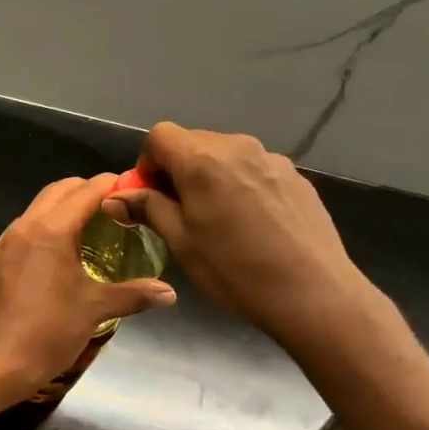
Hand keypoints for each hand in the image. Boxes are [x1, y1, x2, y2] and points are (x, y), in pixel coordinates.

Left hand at [0, 174, 175, 397]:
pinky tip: (47, 264)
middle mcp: (21, 228)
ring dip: (57, 214)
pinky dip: (36, 238)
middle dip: (83, 192)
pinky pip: (15, 239)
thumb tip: (169, 293)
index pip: (85, 191)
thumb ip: (134, 294)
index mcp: (50, 230)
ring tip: (81, 234)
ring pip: (32, 214)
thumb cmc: (50, 331)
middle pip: (55, 193)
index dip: (109, 185)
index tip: (128, 190)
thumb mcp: (95, 309)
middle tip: (108, 208)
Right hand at [103, 124, 380, 351]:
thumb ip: (148, 208)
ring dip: (209, 176)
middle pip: (193, 142)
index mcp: (202, 161)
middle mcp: (238, 148)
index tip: (150, 196)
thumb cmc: (234, 270)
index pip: (160, 135)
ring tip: (217, 219)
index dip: (147, 162)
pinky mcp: (295, 177)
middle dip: (177, 169)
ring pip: (224, 155)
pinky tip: (250, 224)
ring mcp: (271, 160)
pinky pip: (252, 169)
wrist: (313, 294)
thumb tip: (115, 198)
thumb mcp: (180, 242)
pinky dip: (239, 185)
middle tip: (178, 210)